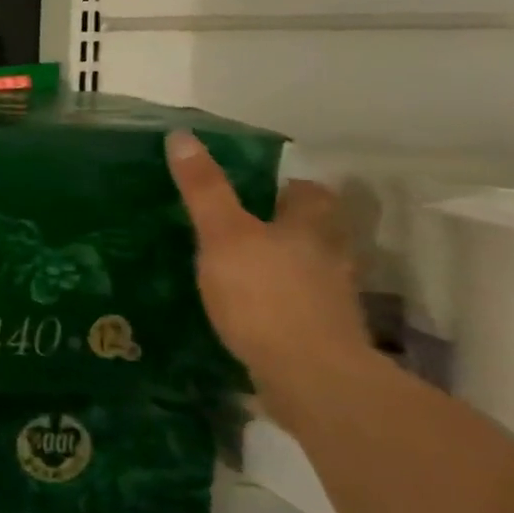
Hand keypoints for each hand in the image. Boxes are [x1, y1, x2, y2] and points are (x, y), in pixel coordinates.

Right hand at [166, 131, 372, 414]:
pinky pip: (301, 308)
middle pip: (315, 232)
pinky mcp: (323, 336)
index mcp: (310, 228)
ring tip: (243, 269)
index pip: (311, 194)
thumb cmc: (264, 295)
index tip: (259, 189)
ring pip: (310, 270)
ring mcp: (331, 301)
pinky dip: (281, 304)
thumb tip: (182, 135)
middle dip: (287, 228)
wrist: (309, 377)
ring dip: (285, 267)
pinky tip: (252, 312)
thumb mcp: (223, 235)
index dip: (288, 187)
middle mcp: (329, 259)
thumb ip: (204, 190)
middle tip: (244, 228)